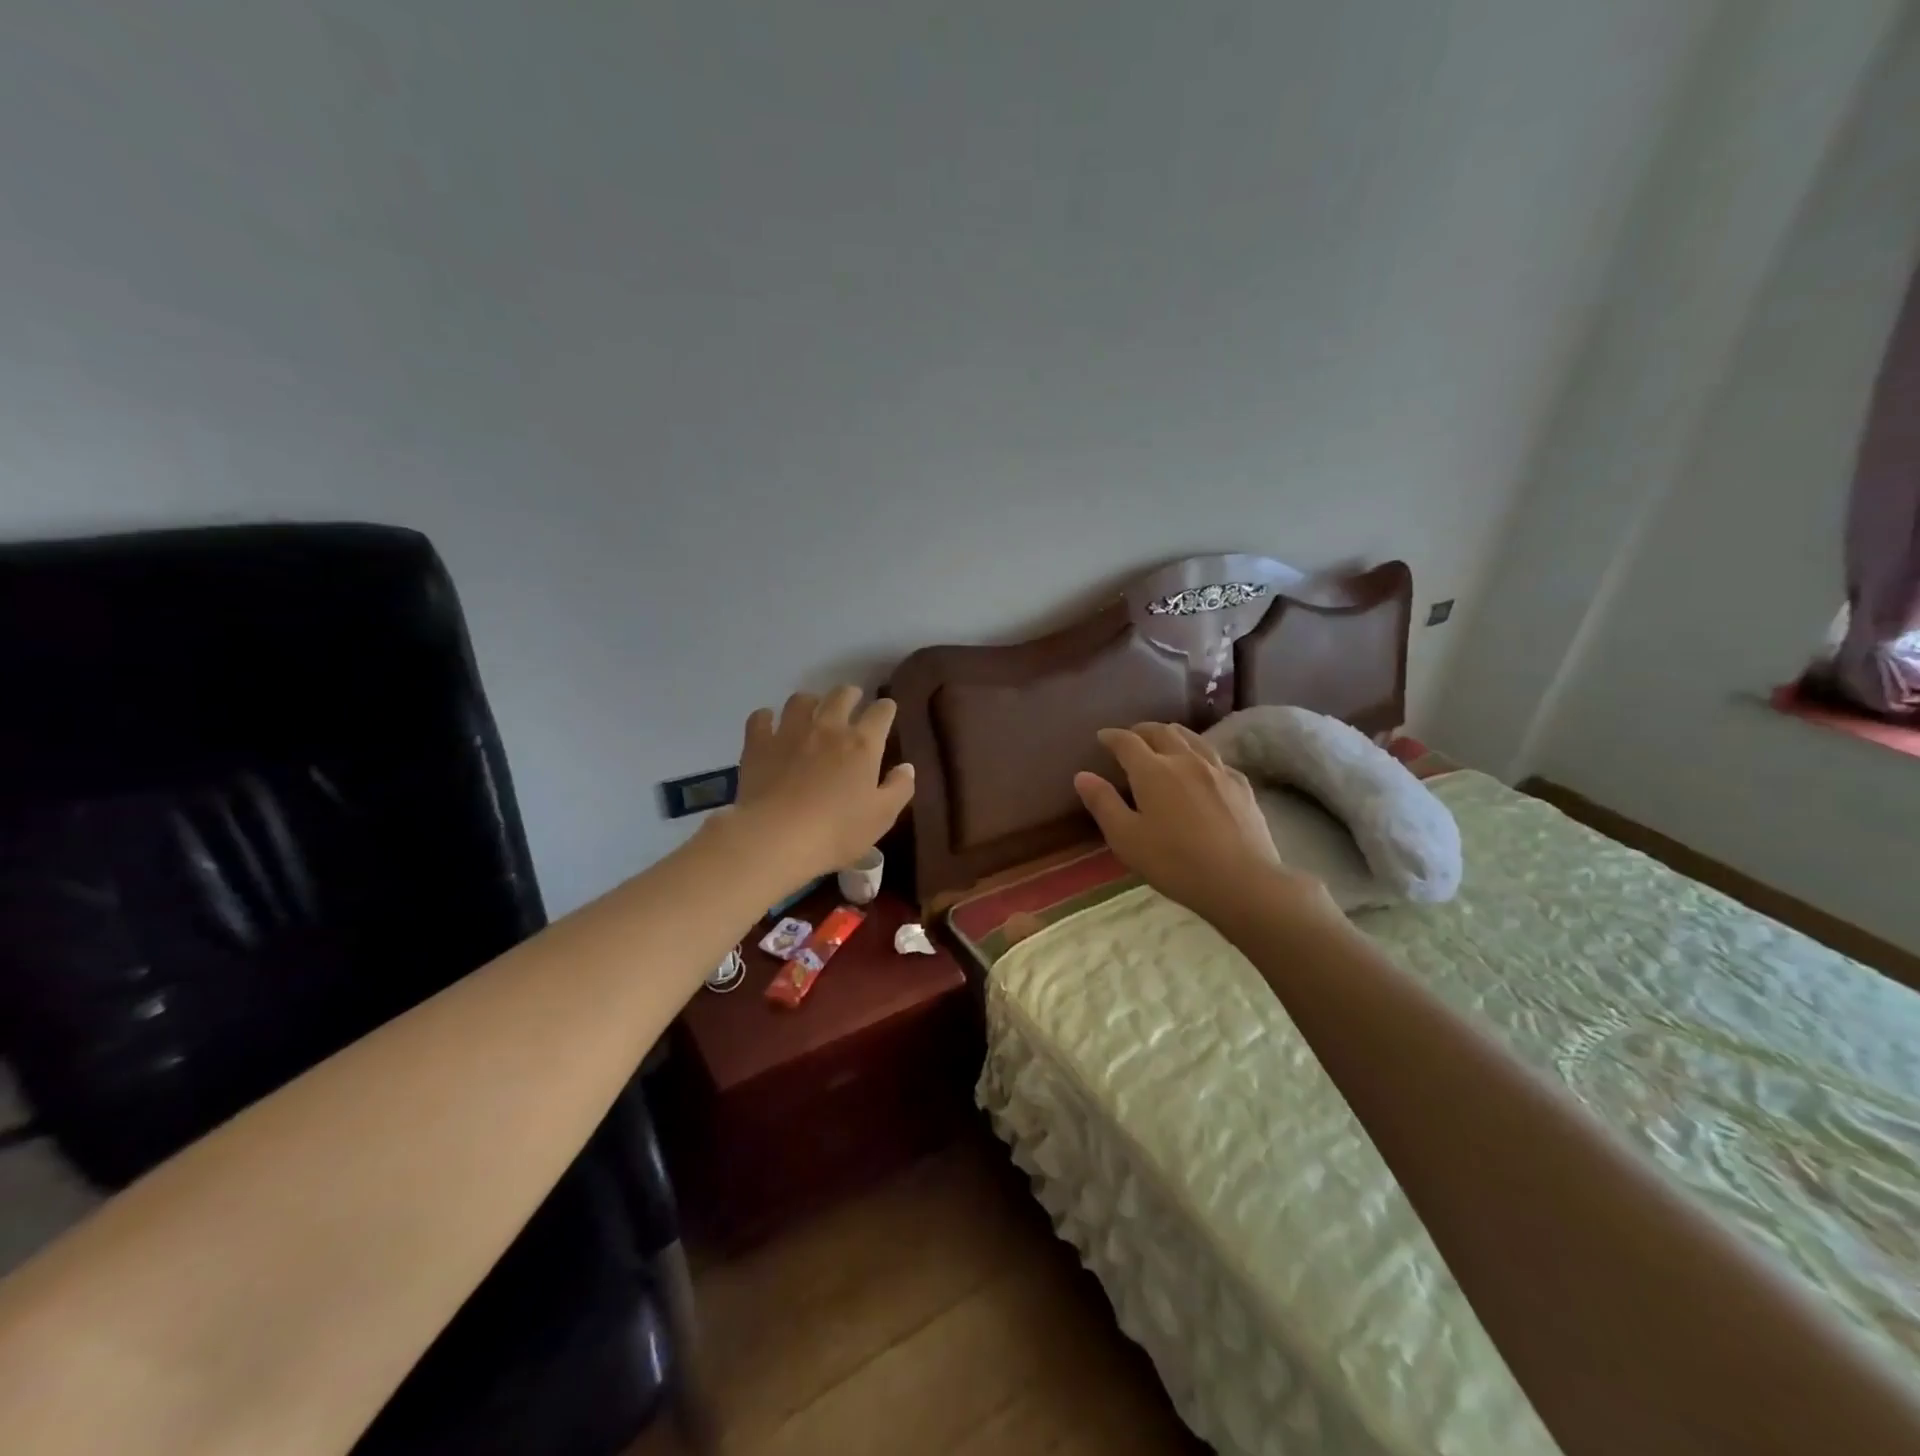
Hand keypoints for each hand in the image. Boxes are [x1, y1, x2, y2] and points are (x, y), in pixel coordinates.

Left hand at [725, 686, 914, 889]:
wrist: (777, 837)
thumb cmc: (837, 831)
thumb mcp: (882, 816)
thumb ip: (899, 788)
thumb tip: (907, 767)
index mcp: (862, 744)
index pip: (881, 712)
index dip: (886, 709)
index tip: (886, 712)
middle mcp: (828, 728)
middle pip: (842, 695)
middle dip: (851, 695)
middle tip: (852, 702)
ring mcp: (790, 732)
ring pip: (801, 700)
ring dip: (810, 702)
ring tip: (811, 711)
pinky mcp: (759, 744)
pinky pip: (761, 718)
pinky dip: (767, 718)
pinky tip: (769, 725)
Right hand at [1074, 723, 1338, 933]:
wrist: (1241, 881)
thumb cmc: (1174, 863)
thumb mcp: (1126, 839)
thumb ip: (1103, 804)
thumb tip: (1082, 775)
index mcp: (1152, 771)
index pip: (1126, 742)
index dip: (1111, 736)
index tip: (1101, 737)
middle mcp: (1185, 760)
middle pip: (1161, 731)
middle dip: (1141, 730)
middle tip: (1130, 737)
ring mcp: (1217, 769)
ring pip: (1192, 738)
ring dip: (1171, 734)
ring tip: (1164, 740)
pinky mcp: (1241, 784)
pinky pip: (1215, 757)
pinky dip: (1199, 753)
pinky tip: (1201, 767)